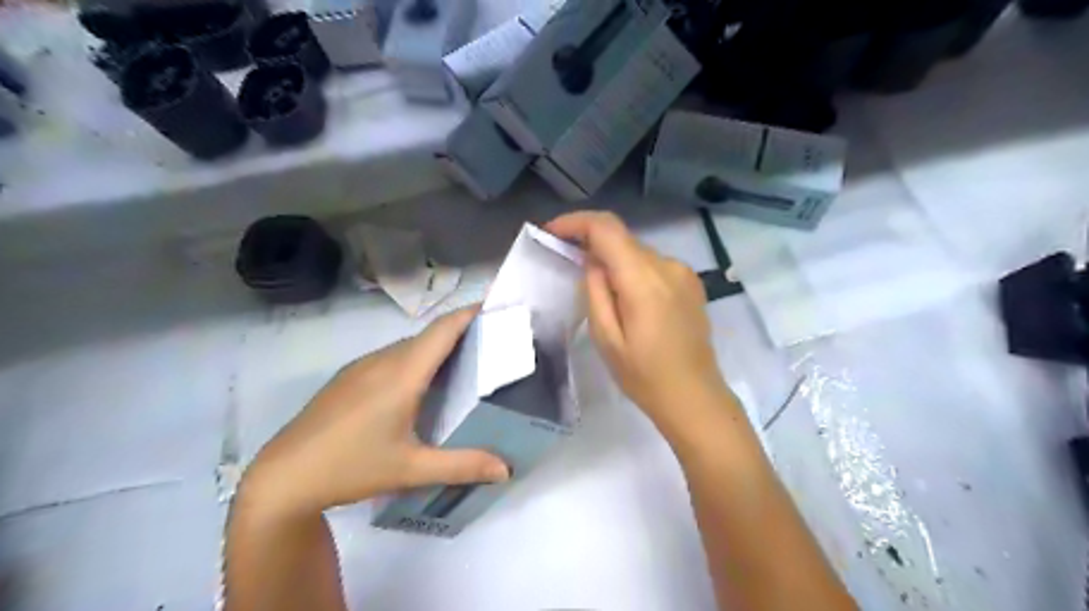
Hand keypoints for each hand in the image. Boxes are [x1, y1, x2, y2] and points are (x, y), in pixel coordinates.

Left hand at [238, 307, 511, 517]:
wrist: (282, 477)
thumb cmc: (351, 467)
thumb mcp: (412, 469)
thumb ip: (463, 465)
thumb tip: (506, 469)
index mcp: (402, 374)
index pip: (442, 330)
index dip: (468, 313)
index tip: (495, 307)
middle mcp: (383, 361)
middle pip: (428, 336)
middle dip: (460, 332)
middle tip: (489, 345)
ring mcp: (361, 367)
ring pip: (408, 347)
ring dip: (436, 348)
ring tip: (461, 366)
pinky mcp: (347, 378)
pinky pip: (390, 358)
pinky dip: (414, 360)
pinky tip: (418, 388)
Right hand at [545, 212, 730, 437]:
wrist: (695, 397)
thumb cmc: (644, 376)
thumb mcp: (606, 339)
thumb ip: (595, 291)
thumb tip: (592, 260)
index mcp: (644, 280)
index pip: (607, 229)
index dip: (576, 222)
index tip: (552, 232)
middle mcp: (667, 266)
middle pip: (622, 238)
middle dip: (591, 243)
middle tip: (566, 261)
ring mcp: (683, 272)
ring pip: (637, 251)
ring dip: (613, 259)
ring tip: (597, 288)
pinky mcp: (691, 282)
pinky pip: (653, 264)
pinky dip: (632, 270)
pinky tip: (626, 297)